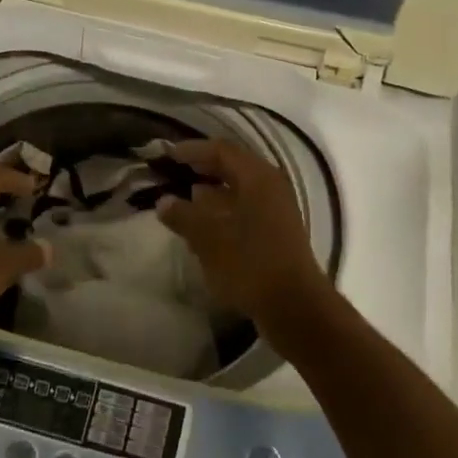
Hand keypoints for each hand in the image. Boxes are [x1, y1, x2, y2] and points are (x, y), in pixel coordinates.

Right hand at [155, 140, 330, 323]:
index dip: (192, 150)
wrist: (293, 307)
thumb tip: (164, 201)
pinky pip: (245, 210)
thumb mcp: (208, 238)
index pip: (221, 150)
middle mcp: (271, 187)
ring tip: (184, 199)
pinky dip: (223, 211)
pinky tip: (204, 226)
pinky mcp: (276, 233)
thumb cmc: (249, 264)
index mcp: (258, 178)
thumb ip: (184, 215)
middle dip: (202, 169)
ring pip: (239, 190)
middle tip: (174, 172)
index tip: (167, 155)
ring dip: (212, 192)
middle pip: (233, 167)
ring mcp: (277, 211)